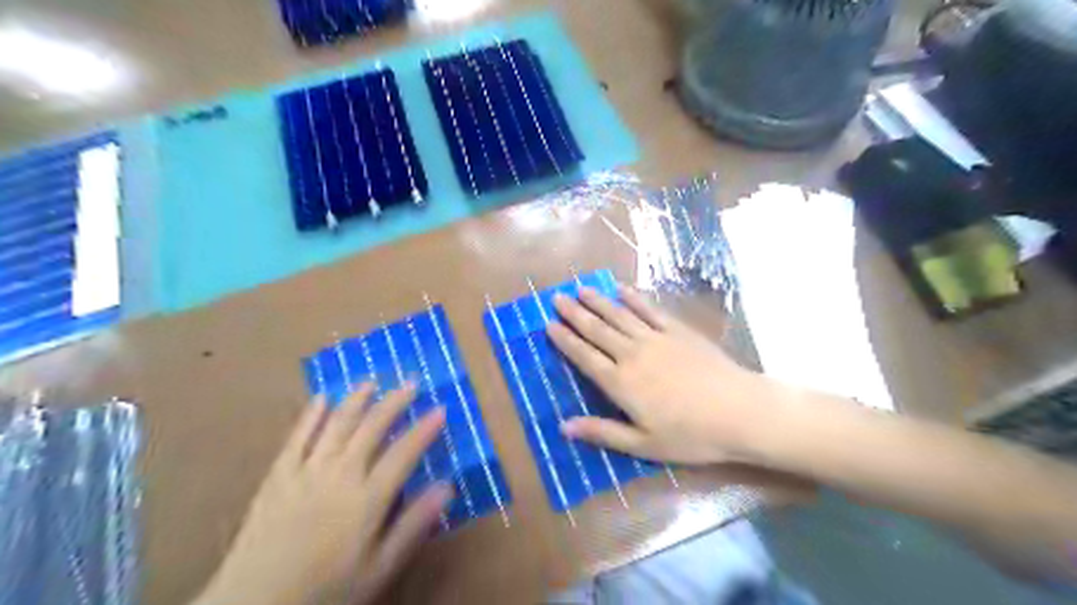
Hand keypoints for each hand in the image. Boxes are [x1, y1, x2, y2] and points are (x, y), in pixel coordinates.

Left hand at [195, 385, 451, 601]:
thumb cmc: (326, 592)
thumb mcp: (379, 568)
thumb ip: (413, 525)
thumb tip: (447, 487)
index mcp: (367, 498)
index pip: (404, 452)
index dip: (425, 428)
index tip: (441, 407)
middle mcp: (340, 475)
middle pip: (372, 428)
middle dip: (395, 401)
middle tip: (411, 381)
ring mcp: (305, 472)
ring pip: (337, 424)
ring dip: (356, 399)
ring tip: (372, 381)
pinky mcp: (277, 477)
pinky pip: (297, 437)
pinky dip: (311, 415)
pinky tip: (321, 398)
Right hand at [550, 285, 789, 464]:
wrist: (739, 412)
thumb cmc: (690, 435)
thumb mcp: (643, 445)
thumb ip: (602, 432)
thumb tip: (563, 427)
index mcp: (620, 383)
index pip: (584, 356)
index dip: (565, 340)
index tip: (549, 324)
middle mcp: (632, 354)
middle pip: (597, 330)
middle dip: (575, 313)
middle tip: (557, 298)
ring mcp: (656, 338)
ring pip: (619, 315)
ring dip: (598, 301)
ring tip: (581, 289)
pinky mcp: (678, 331)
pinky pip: (650, 310)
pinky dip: (634, 298)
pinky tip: (622, 289)